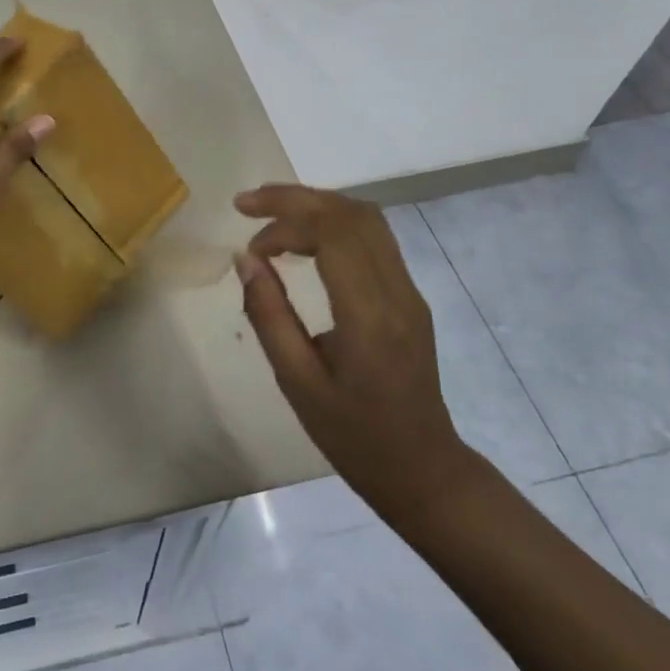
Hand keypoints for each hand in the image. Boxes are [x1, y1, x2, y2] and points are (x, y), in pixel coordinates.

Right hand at [234, 184, 475, 529]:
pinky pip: (373, 238)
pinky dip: (333, 223)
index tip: (249, 245)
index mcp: (370, 315)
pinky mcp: (409, 296)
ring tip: (270, 216)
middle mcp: (397, 292)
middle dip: (295, 199)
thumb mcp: (297, 383)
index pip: (334, 232)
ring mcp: (409, 291)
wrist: (424, 471)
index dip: (285, 220)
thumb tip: (245, 259)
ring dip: (316, 205)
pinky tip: (303, 241)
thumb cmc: (354, 437)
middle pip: (351, 213)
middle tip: (247, 205)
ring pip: (366, 218)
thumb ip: (269, 315)